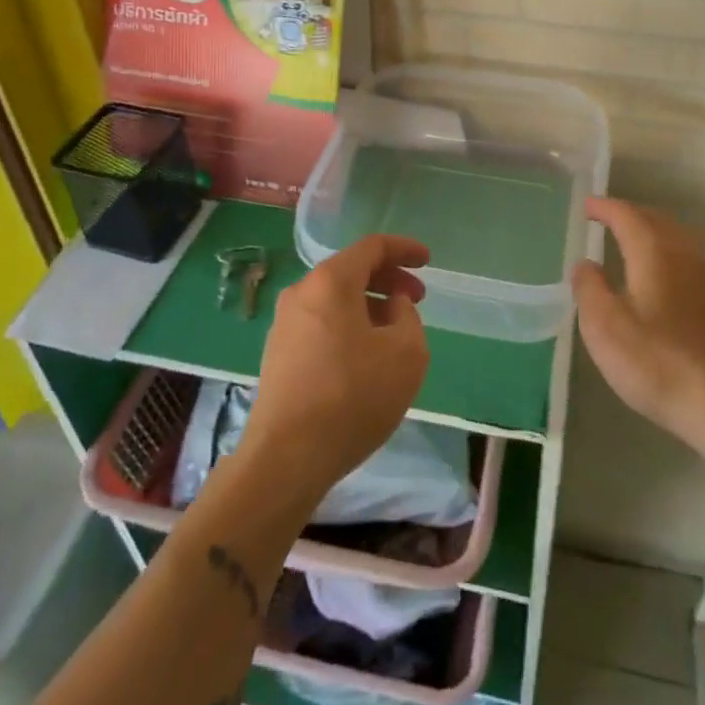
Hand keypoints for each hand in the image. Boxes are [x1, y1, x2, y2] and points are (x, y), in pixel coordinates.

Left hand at [242, 235, 429, 505]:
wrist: (286, 458)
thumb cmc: (353, 396)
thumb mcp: (406, 353)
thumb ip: (408, 317)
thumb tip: (392, 307)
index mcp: (331, 281)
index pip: (372, 247)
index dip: (404, 249)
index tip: (428, 261)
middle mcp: (302, 292)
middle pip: (351, 271)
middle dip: (388, 279)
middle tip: (416, 299)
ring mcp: (284, 324)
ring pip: (335, 300)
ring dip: (368, 306)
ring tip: (394, 333)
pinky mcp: (277, 354)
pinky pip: (321, 324)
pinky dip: (348, 326)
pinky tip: (364, 358)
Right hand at [572, 197, 704, 451]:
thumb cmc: (658, 362)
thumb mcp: (605, 328)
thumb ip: (590, 289)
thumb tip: (585, 264)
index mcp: (653, 252)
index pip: (626, 216)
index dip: (605, 207)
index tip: (586, 206)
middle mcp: (682, 256)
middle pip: (655, 220)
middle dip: (629, 214)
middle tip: (605, 217)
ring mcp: (704, 280)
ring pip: (674, 239)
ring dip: (650, 232)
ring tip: (628, 241)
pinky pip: (684, 259)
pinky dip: (663, 252)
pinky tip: (655, 276)